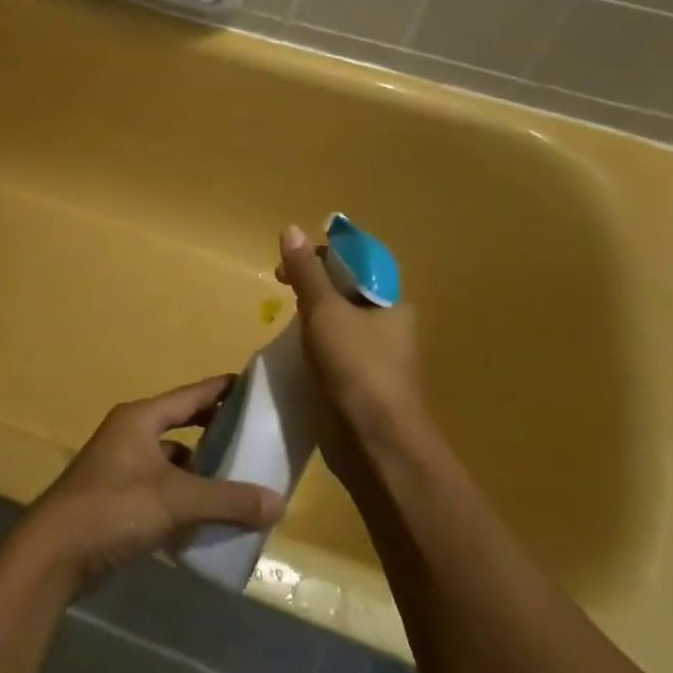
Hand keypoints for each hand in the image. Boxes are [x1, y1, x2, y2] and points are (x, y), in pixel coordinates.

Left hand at [15, 377, 284, 591]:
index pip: (189, 396)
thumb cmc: (113, 508)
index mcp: (140, 418)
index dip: (220, 390)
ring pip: (171, 459)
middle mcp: (130, 434)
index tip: (252, 386)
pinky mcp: (118, 498)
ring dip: (200, 469)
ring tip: (238, 481)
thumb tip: (279, 502)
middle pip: (180, 425)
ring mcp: (121, 466)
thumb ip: (226, 500)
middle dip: (214, 431)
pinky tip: (208, 516)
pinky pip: (161, 487)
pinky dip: (184, 496)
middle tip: (253, 437)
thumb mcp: (175, 500)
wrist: (56, 553)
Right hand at [276, 224, 427, 462]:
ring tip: (284, 322)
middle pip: (345, 289)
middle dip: (311, 284)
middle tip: (281, 288)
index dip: (322, 255)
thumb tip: (291, 228)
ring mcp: (377, 357)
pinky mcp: (362, 384)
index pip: (356, 262)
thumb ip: (307, 271)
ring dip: (310, 316)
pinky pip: (334, 351)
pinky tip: (294, 353)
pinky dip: (313, 345)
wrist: (376, 444)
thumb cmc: (356, 366)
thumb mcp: (324, 310)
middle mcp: (389, 325)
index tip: (291, 264)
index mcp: (391, 302)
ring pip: (338, 321)